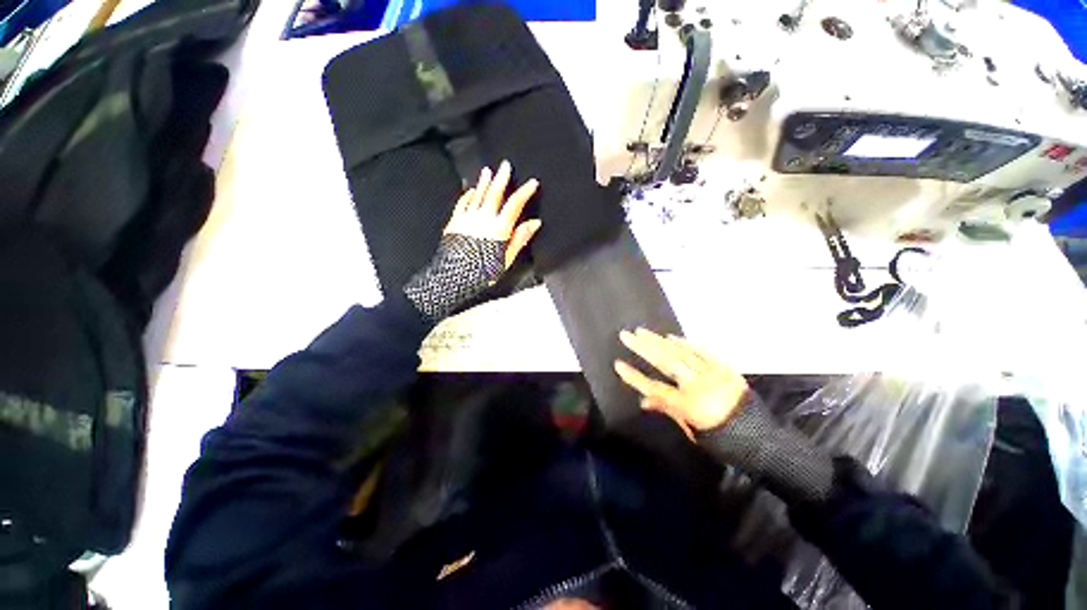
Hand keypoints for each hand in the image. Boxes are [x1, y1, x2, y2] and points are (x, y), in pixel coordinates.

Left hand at [444, 160, 540, 268]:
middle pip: (494, 193)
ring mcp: (468, 218)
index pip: (514, 204)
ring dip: (484, 182)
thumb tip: (534, 223)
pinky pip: (462, 203)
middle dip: (501, 178)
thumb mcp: (507, 258)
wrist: (454, 275)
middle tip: (505, 165)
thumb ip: (520, 238)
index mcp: (499, 228)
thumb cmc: (482, 271)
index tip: (532, 183)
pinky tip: (470, 190)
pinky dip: (467, 195)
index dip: (524, 192)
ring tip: (488, 171)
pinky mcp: (455, 222)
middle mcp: (483, 219)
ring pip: (478, 195)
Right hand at [614, 329, 748, 436]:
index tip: (618, 364)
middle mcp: (698, 385)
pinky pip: (703, 352)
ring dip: (659, 341)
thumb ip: (668, 410)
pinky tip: (672, 337)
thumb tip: (644, 400)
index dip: (634, 376)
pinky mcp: (725, 368)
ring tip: (643, 331)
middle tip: (627, 335)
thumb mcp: (692, 431)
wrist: (764, 439)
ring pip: (681, 353)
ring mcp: (713, 374)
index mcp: (688, 405)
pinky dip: (686, 344)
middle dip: (643, 347)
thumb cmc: (723, 441)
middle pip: (665, 362)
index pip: (654, 387)